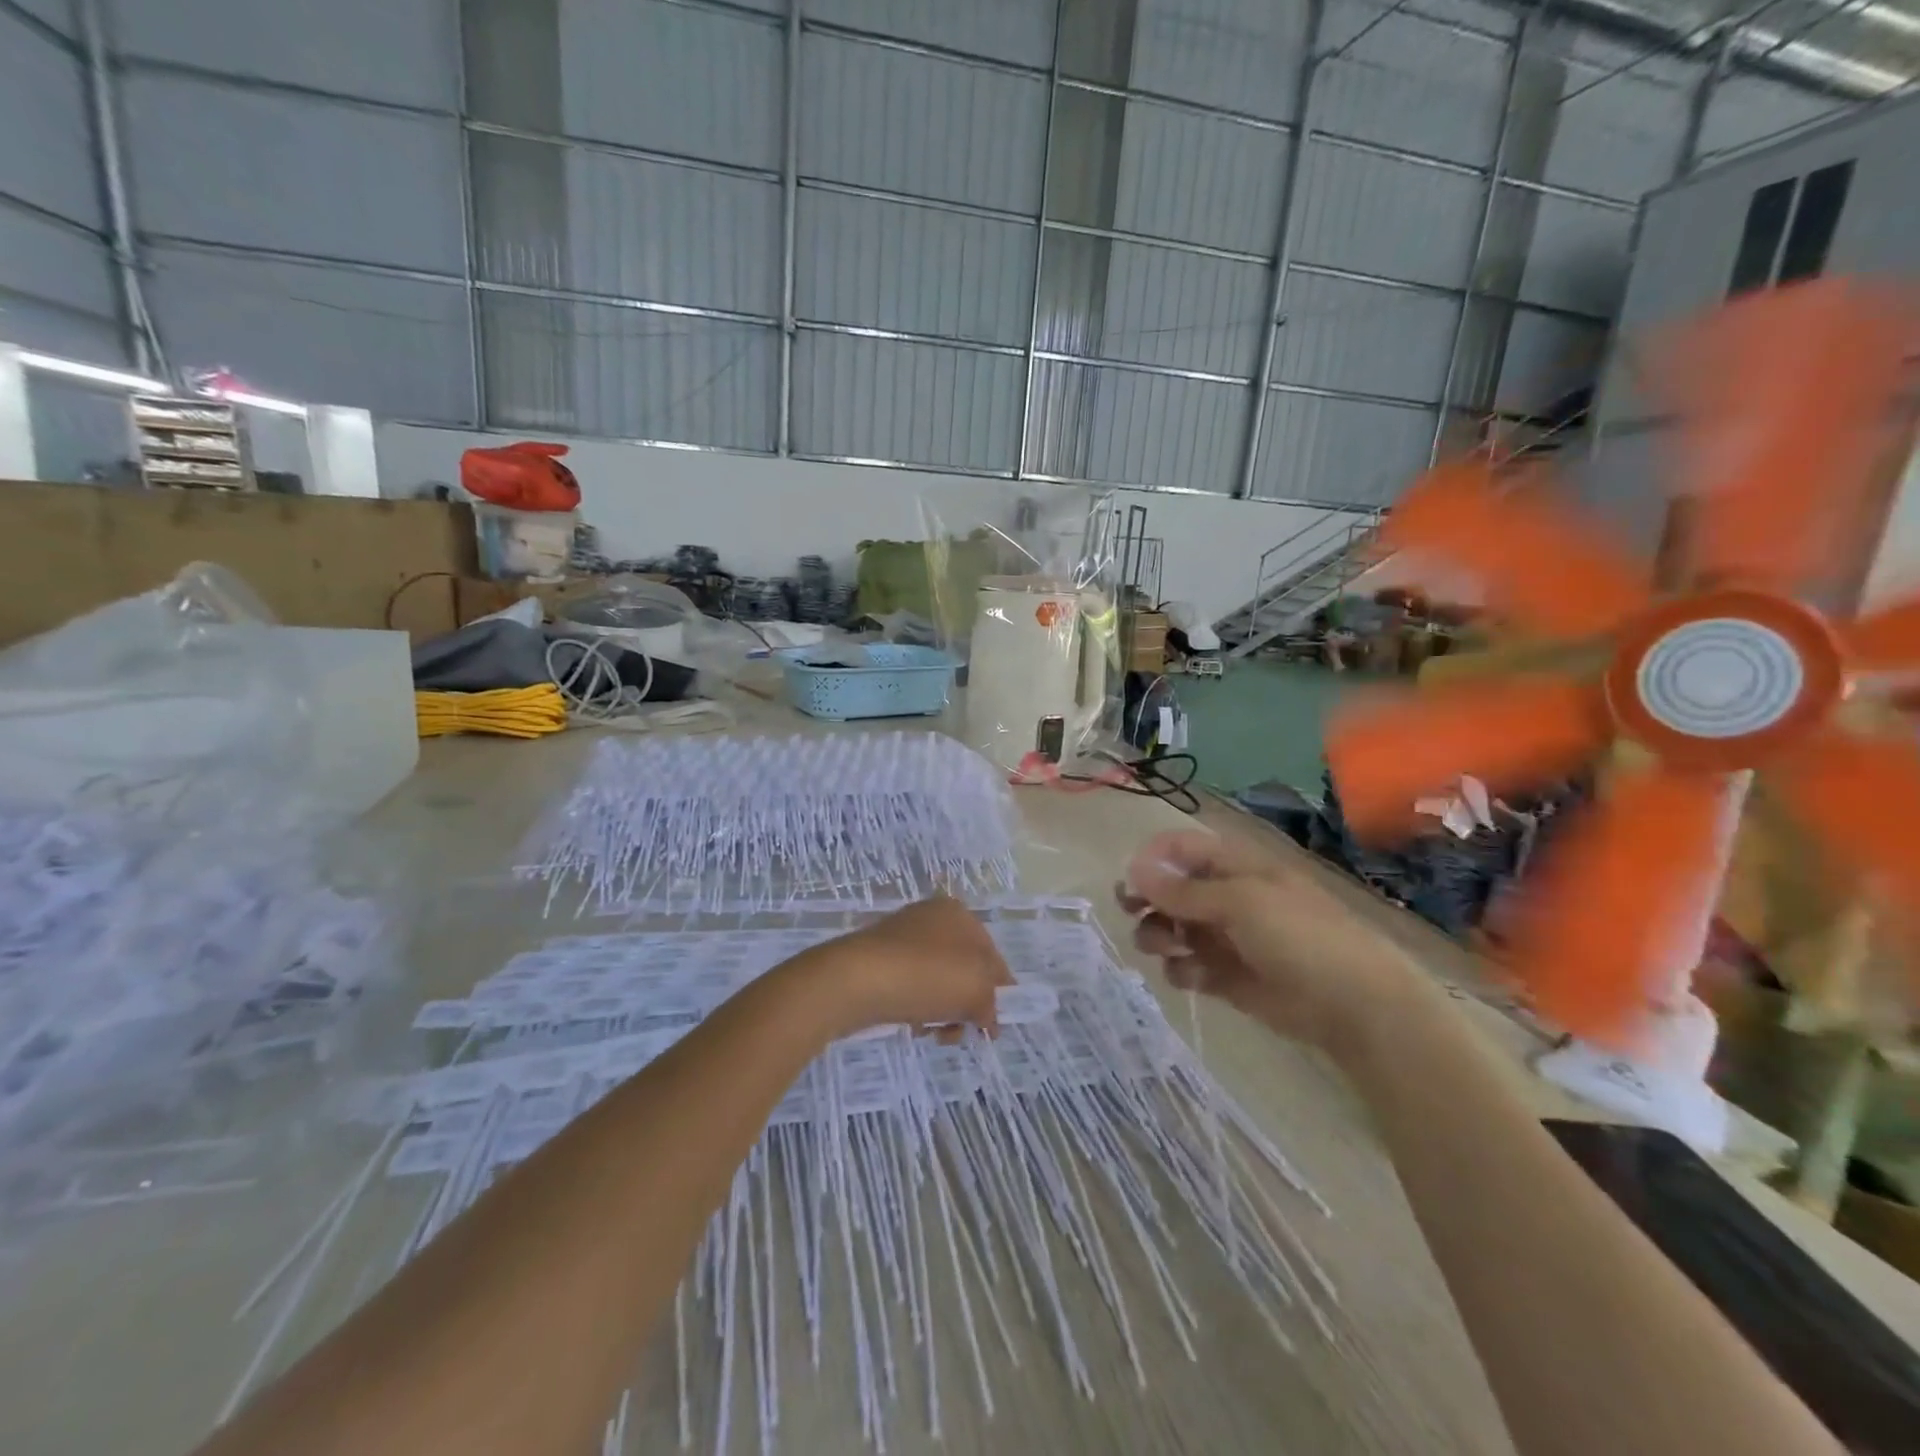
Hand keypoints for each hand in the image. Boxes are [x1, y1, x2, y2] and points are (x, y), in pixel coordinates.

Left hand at [787, 895, 1013, 1039]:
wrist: (854, 979)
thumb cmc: (926, 976)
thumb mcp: (976, 990)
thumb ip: (992, 1002)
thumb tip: (988, 1018)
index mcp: (959, 914)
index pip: (992, 956)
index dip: (999, 992)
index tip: (994, 1026)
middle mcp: (932, 918)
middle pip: (964, 971)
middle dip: (967, 1006)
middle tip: (961, 1032)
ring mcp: (902, 938)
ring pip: (938, 983)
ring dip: (943, 1012)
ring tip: (931, 1032)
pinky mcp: (879, 960)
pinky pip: (911, 987)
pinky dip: (918, 1008)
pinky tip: (911, 1024)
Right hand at [1119, 828, 1425, 1061]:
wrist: (1355, 1005)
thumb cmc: (1300, 937)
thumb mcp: (1240, 903)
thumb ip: (1183, 890)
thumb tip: (1133, 869)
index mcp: (1234, 867)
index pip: (1181, 849)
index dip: (1152, 860)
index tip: (1130, 881)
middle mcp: (1225, 897)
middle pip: (1170, 889)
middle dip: (1147, 899)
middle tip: (1130, 912)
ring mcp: (1226, 938)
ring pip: (1172, 928)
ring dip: (1158, 935)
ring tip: (1164, 948)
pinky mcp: (1226, 976)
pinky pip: (1187, 966)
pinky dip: (1180, 969)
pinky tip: (1190, 976)